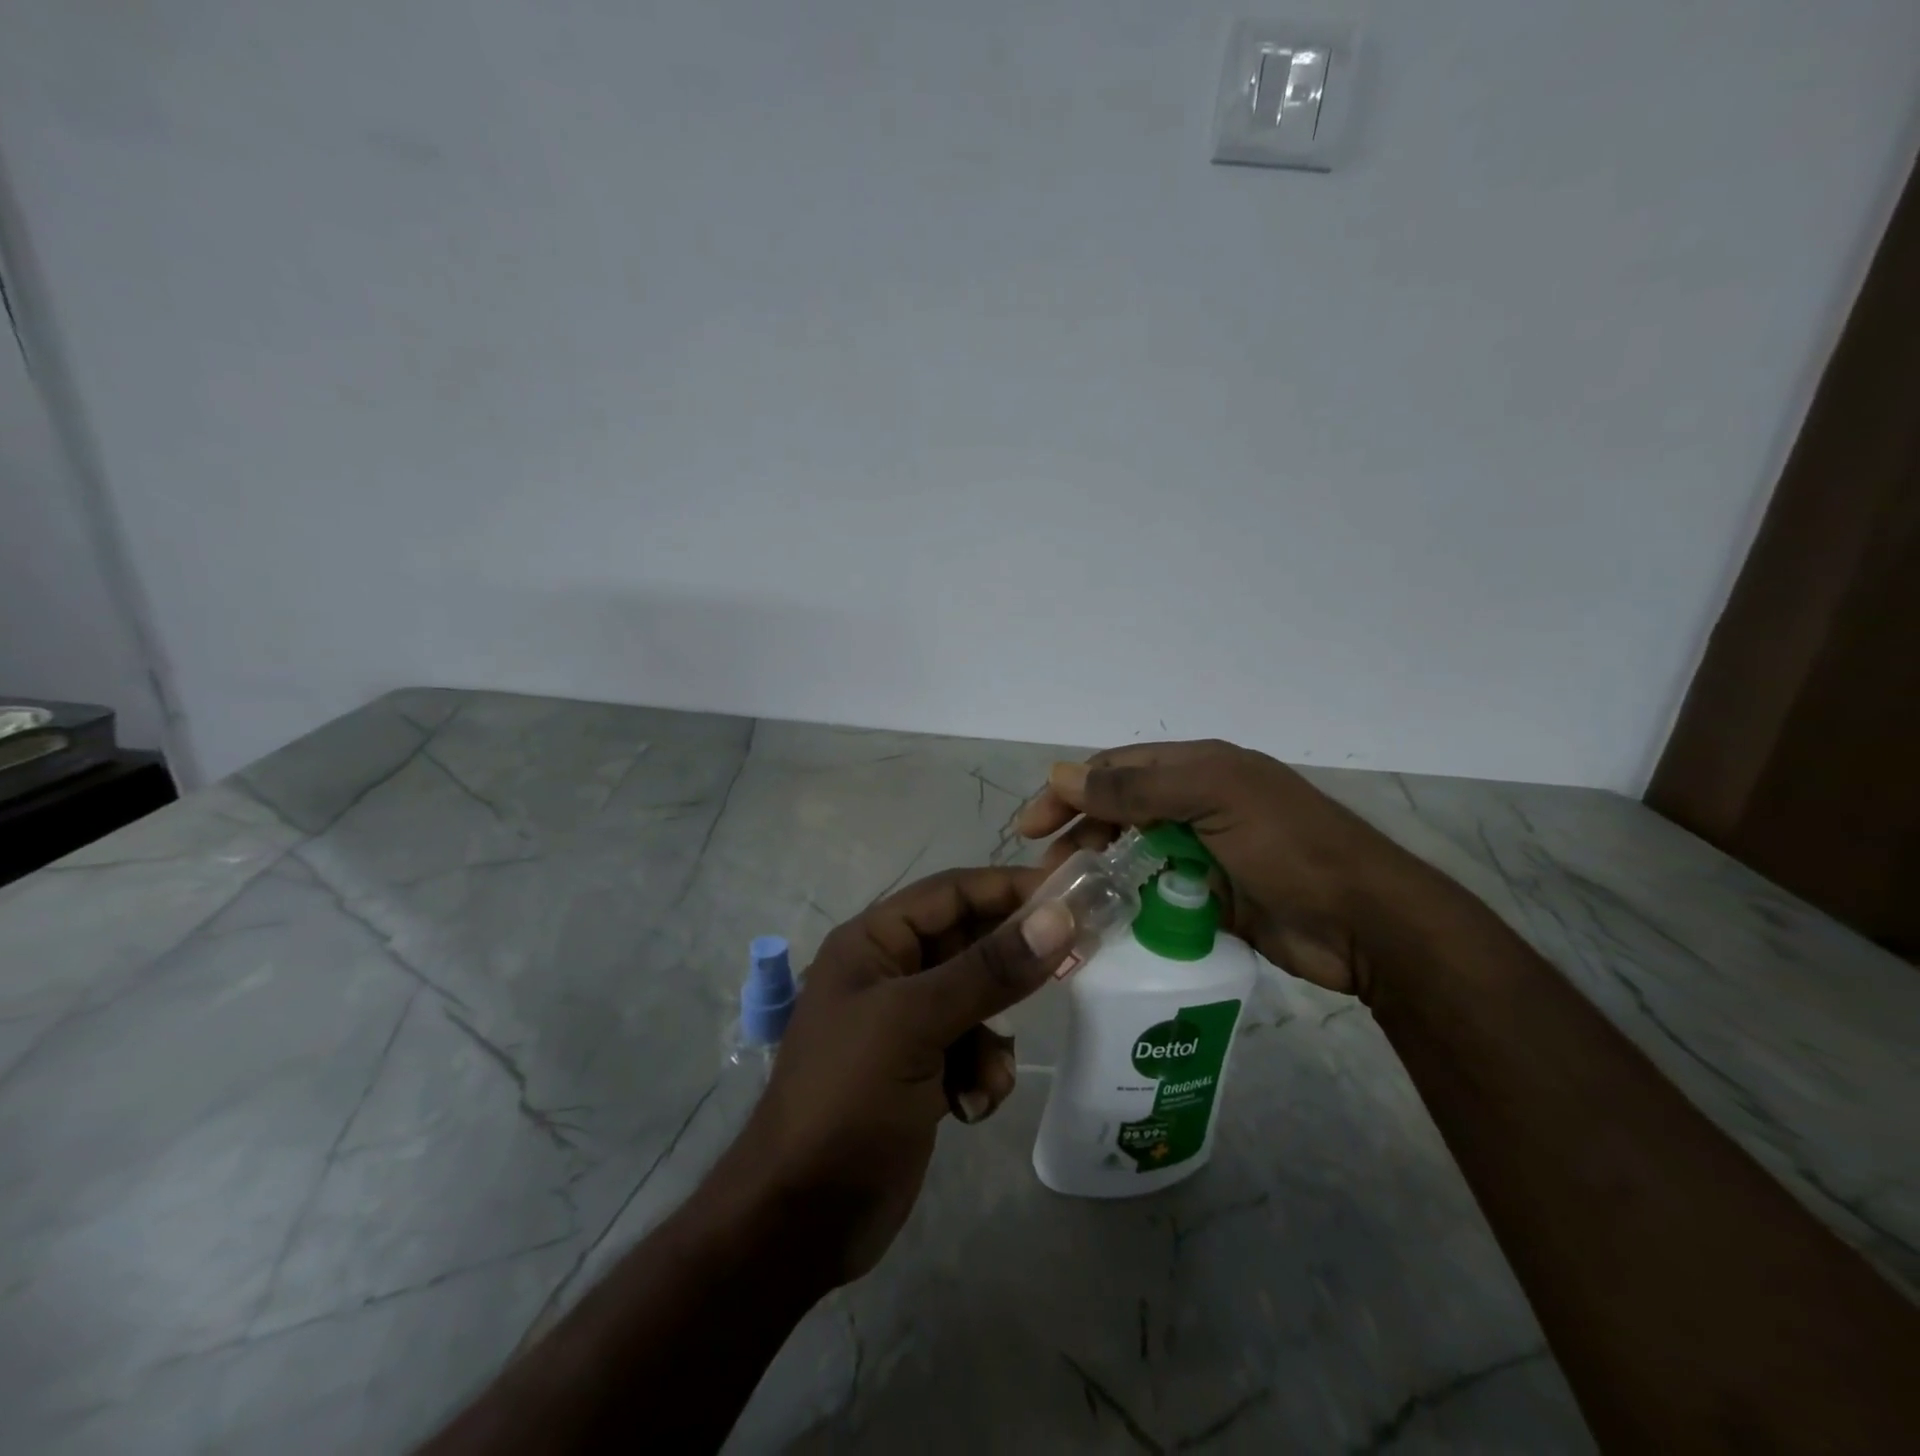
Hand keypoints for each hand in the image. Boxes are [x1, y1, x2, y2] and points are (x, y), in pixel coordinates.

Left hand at [723, 867, 1074, 1283]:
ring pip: (979, 1001)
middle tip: (1072, 967)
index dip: (1008, 888)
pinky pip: (973, 1048)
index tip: (1071, 895)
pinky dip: (982, 1072)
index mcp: (873, 942)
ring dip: (993, 1037)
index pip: (951, 892)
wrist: (802, 1218)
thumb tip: (1059, 917)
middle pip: (970, 945)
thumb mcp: (916, 1023)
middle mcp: (890, 972)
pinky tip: (969, 1107)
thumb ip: (989, 969)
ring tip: (985, 1075)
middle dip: (1012, 967)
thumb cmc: (847, 1099)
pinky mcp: (921, 1069)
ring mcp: (905, 1024)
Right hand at [1016, 740, 1437, 999]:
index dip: (1070, 791)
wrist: (1367, 925)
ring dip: (1102, 872)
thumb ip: (1136, 790)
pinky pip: (1157, 896)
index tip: (1030, 827)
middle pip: (1120, 813)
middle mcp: (1198, 804)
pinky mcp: (1212, 898)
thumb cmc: (1289, 847)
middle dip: (1080, 834)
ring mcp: (1205, 853)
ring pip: (1135, 856)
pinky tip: (1106, 924)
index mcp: (1199, 769)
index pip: (1117, 770)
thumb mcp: (1213, 799)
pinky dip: (1130, 906)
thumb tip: (1061, 774)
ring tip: (1073, 902)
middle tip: (1049, 871)